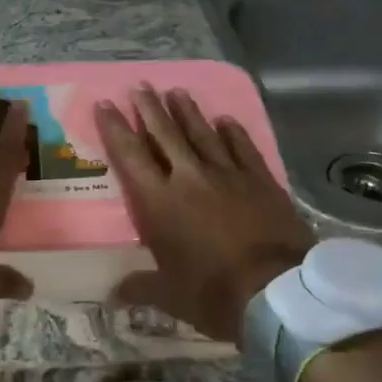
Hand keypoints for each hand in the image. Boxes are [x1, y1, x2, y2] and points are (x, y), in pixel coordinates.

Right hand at [96, 85, 313, 343]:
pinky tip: (226, 119)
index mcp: (160, 202)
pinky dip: (232, 132)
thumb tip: (113, 294)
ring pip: (202, 133)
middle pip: (165, 134)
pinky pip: (243, 147)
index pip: (130, 156)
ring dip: (187, 111)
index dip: (115, 129)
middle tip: (140, 86)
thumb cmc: (213, 293)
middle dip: (149, 108)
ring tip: (176, 91)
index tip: (105, 104)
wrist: (276, 292)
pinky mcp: (261, 180)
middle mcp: (190, 178)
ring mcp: (228, 174)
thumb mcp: (169, 295)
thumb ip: (140, 287)